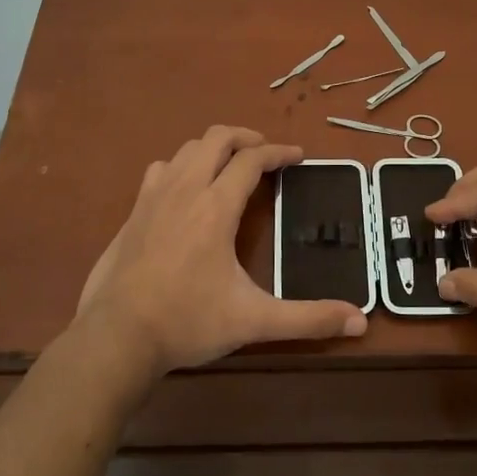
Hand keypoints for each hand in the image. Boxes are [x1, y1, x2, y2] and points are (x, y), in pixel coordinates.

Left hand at [75, 126, 367, 379]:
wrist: (115, 338)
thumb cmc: (188, 321)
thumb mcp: (254, 321)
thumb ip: (308, 319)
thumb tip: (360, 322)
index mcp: (216, 206)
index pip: (252, 160)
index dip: (278, 152)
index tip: (297, 156)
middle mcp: (184, 190)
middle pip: (216, 138)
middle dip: (245, 137)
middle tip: (265, 153)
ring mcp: (153, 198)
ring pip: (185, 150)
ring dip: (212, 149)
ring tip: (229, 166)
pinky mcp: (132, 214)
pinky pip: (160, 170)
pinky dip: (181, 166)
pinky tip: (185, 190)